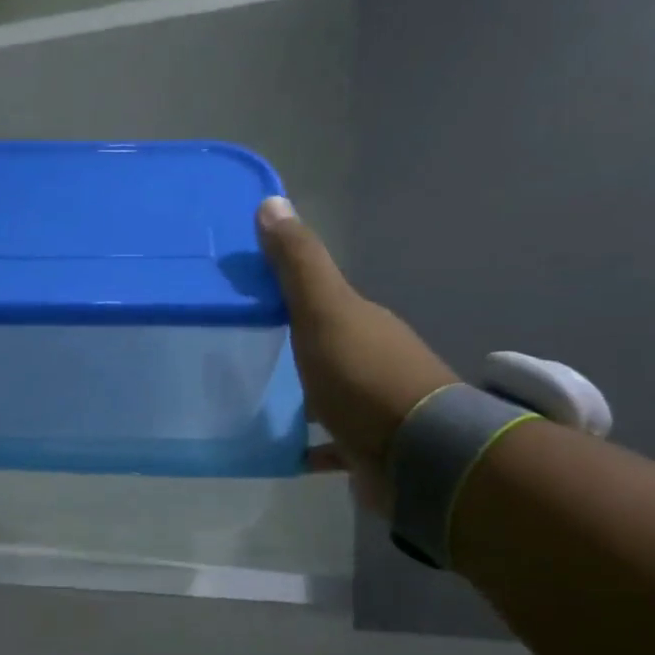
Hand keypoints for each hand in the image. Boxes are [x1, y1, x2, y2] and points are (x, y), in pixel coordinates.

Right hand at [256, 197, 455, 510]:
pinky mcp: (366, 448)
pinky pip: (328, 444)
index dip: (286, 295)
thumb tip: (272, 201)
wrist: (417, 454)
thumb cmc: (364, 376)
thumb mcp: (325, 311)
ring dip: (298, 398)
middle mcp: (371, 360)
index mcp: (362, 323)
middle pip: (325, 348)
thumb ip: (299, 264)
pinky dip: (305, 445)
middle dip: (289, 349)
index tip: (244, 300)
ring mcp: (371, 407)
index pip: (321, 300)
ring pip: (326, 396)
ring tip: (248, 403)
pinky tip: (277, 450)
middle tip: (237, 355)